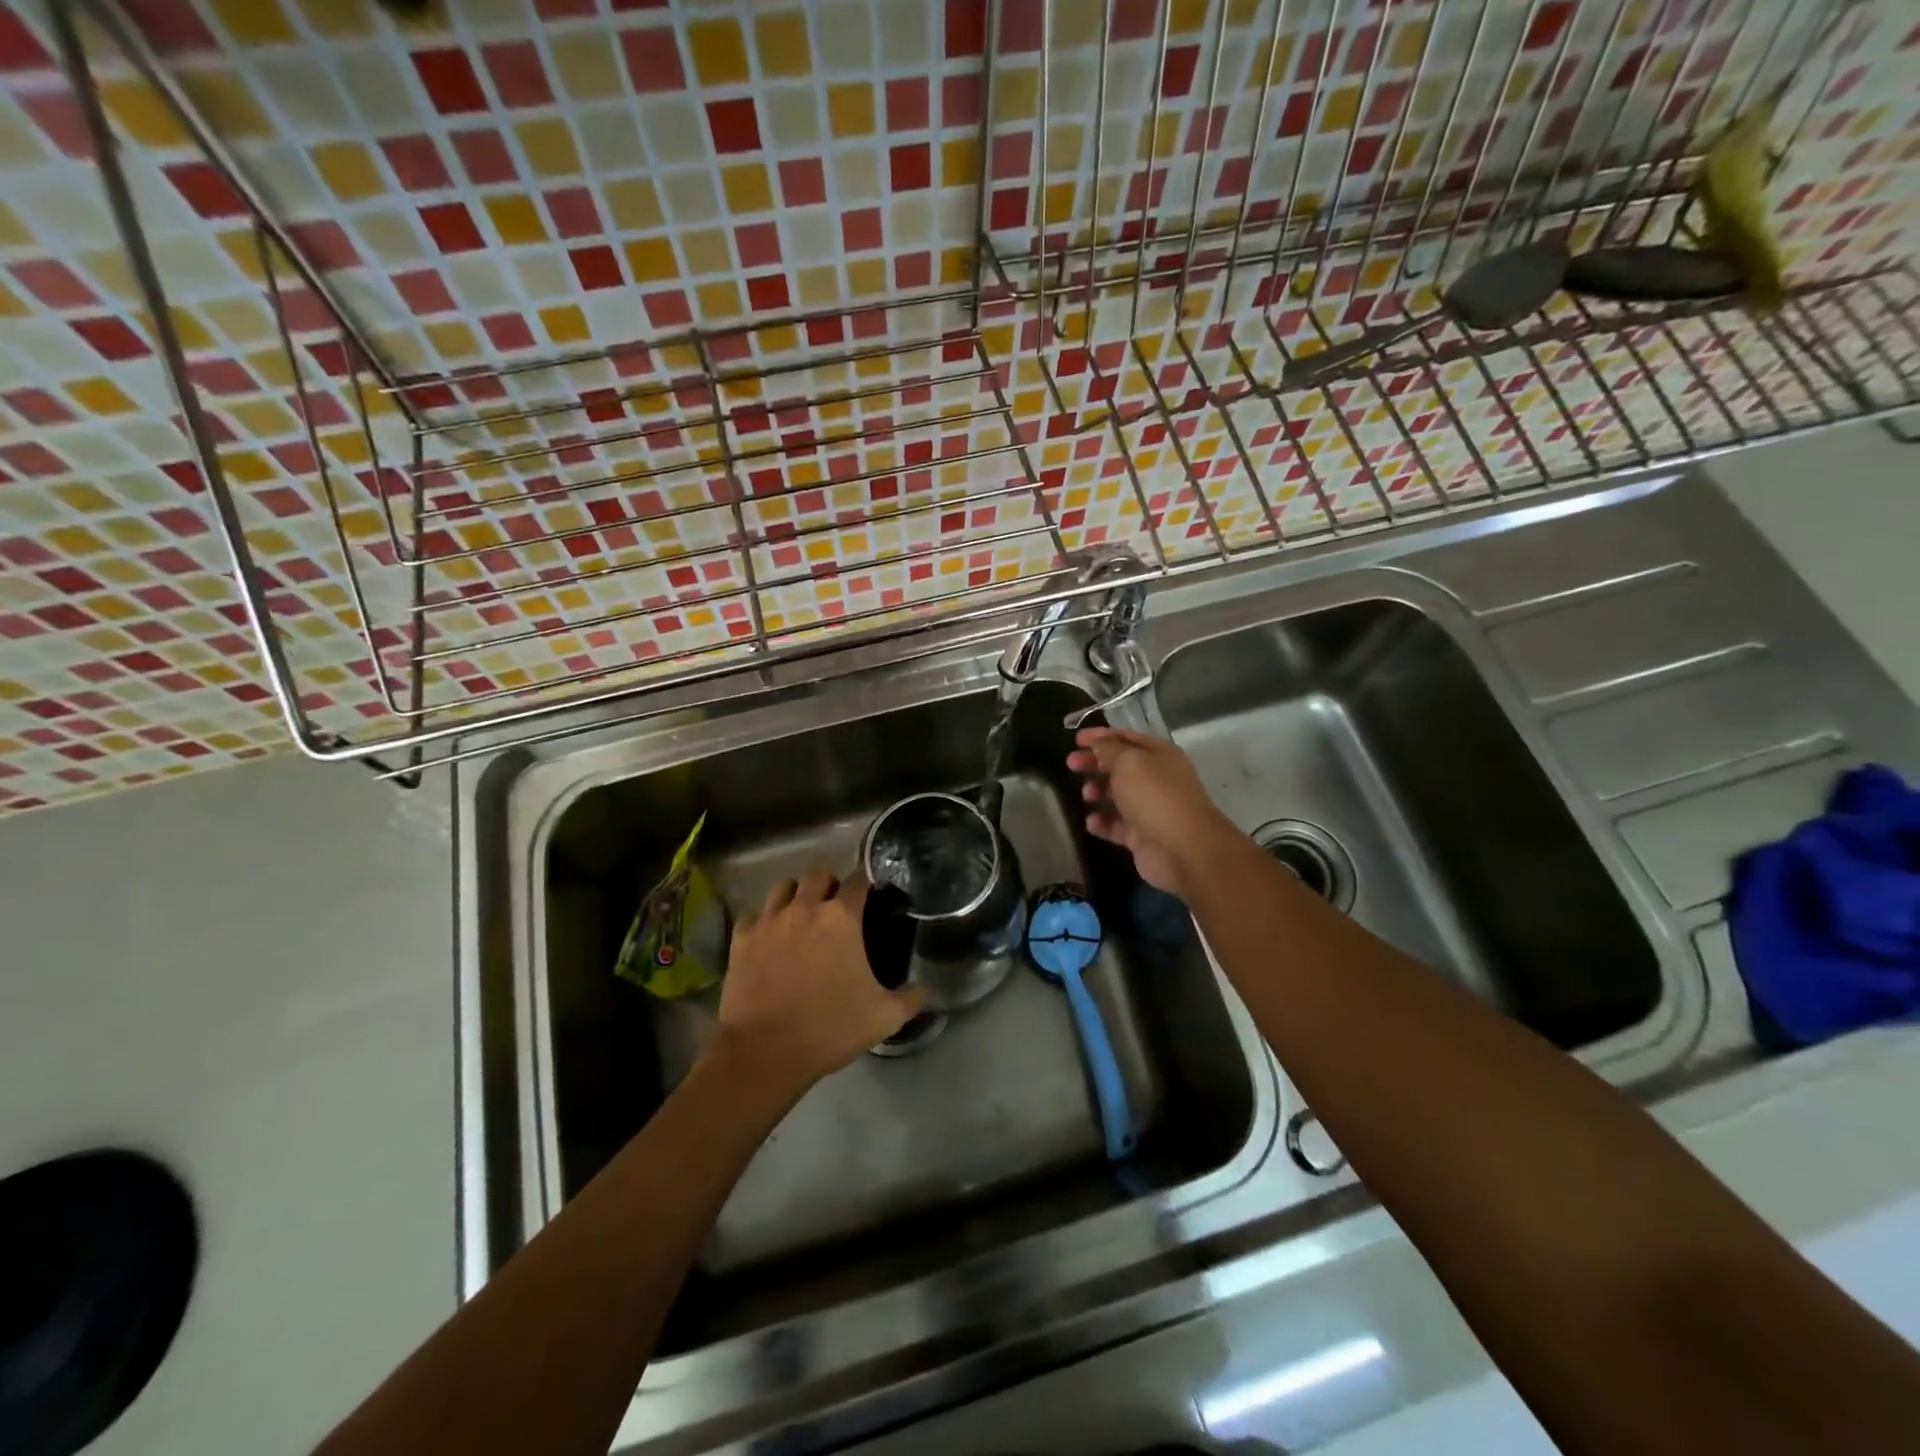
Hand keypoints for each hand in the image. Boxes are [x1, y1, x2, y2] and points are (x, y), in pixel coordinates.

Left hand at [717, 871, 926, 1094]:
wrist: (765, 1052)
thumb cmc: (830, 1029)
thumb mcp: (884, 1017)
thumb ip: (910, 998)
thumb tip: (923, 990)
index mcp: (842, 918)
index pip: (858, 881)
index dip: (866, 886)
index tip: (870, 898)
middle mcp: (805, 908)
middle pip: (818, 874)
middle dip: (829, 884)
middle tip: (835, 907)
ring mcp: (769, 921)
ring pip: (783, 887)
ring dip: (796, 895)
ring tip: (801, 915)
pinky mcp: (741, 939)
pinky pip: (753, 916)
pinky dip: (762, 921)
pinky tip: (768, 938)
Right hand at [1067, 727, 1242, 897]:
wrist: (1182, 849)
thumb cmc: (1154, 796)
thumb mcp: (1128, 762)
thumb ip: (1108, 749)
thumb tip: (1097, 742)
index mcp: (1158, 755)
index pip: (1126, 738)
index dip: (1100, 737)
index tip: (1075, 741)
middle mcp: (1156, 779)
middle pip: (1119, 766)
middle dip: (1094, 763)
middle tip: (1070, 764)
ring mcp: (1149, 809)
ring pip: (1116, 796)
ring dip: (1097, 792)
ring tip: (1086, 795)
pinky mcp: (1141, 836)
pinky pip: (1115, 826)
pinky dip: (1102, 823)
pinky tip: (1092, 822)